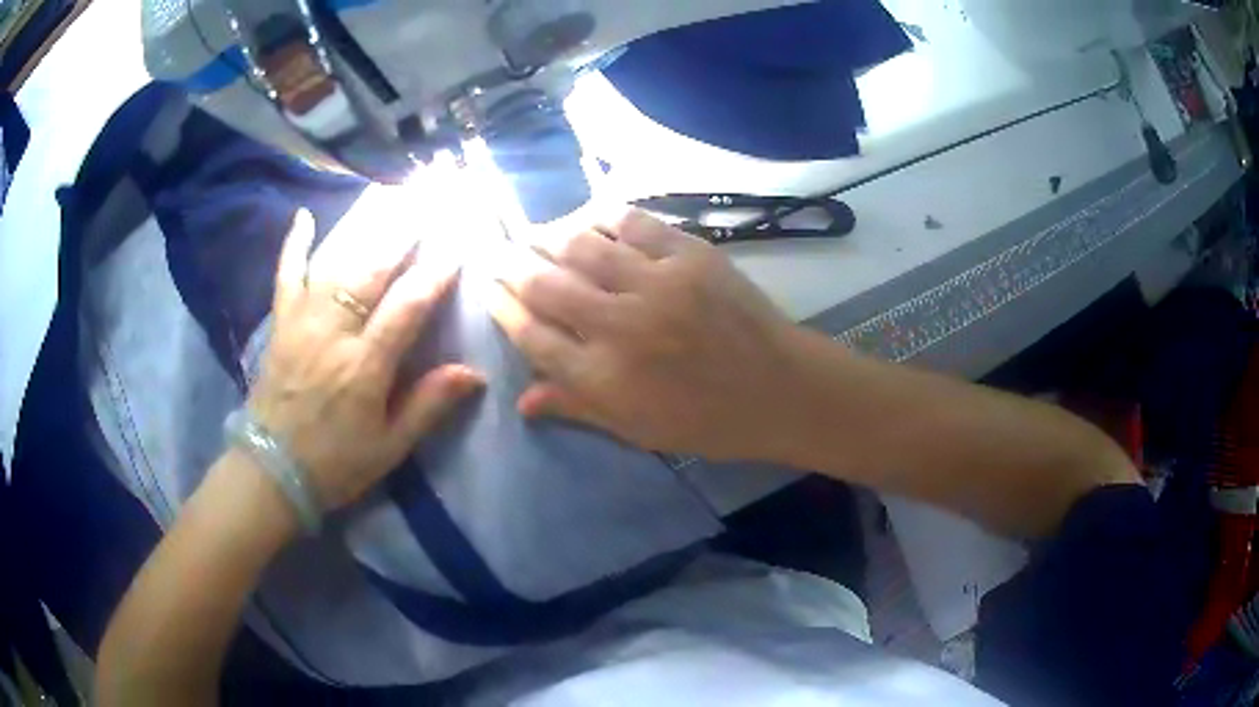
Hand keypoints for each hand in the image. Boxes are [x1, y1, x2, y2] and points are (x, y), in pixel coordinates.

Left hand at [248, 209, 483, 510]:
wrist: (271, 472)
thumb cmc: (335, 464)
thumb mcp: (389, 448)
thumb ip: (428, 406)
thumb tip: (473, 373)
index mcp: (363, 367)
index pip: (406, 308)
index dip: (434, 274)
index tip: (458, 245)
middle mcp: (332, 332)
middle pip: (369, 270)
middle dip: (402, 230)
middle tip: (427, 199)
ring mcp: (300, 322)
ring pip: (332, 261)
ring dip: (360, 224)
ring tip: (385, 192)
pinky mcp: (279, 324)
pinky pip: (285, 275)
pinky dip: (293, 245)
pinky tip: (304, 216)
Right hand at [490, 207, 801, 460]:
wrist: (780, 389)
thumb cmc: (707, 420)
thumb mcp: (637, 430)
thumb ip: (577, 409)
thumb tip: (521, 400)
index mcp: (604, 379)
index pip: (531, 335)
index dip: (502, 308)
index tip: (489, 290)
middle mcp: (620, 327)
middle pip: (545, 284)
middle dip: (511, 265)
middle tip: (498, 254)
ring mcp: (657, 285)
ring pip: (580, 245)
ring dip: (547, 235)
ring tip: (535, 234)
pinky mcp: (689, 255)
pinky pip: (631, 221)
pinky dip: (600, 215)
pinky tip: (586, 217)